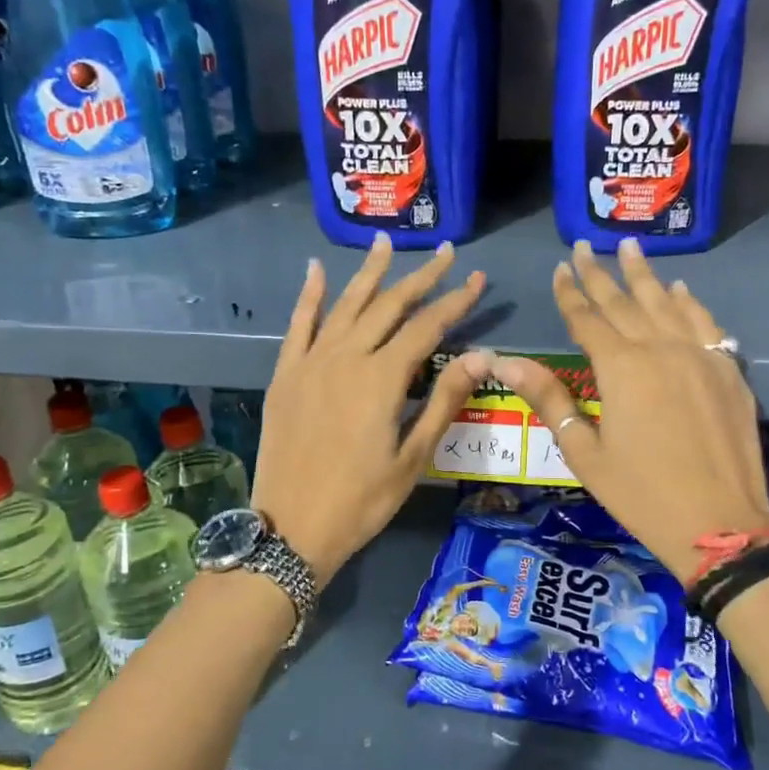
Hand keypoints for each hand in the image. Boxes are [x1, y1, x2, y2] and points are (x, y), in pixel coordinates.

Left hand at [253, 235, 490, 583]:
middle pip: (388, 306)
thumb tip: (483, 356)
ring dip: (369, 273)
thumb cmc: (362, 501)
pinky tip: (316, 270)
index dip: (455, 301)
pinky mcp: (285, 375)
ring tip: (386, 242)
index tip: (477, 278)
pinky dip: (308, 295)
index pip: (427, 327)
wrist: (291, 528)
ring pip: (345, 305)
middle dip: (420, 277)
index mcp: (382, 379)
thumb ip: (445, 400)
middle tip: (445, 252)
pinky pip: (298, 325)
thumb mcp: (413, 457)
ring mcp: (310, 362)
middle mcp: (346, 357)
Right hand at [485, 239, 768, 582]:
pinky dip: (689, 302)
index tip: (560, 269)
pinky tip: (680, 289)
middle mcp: (660, 348)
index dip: (569, 293)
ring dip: (645, 275)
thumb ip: (549, 399)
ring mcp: (700, 355)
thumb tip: (505, 361)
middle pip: (625, 302)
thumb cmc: (640, 493)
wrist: (718, 523)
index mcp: (620, 368)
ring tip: (630, 246)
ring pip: (667, 303)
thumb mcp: (584, 451)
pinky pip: (705, 323)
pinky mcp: (728, 369)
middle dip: (601, 273)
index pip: (587, 318)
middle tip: (586, 246)